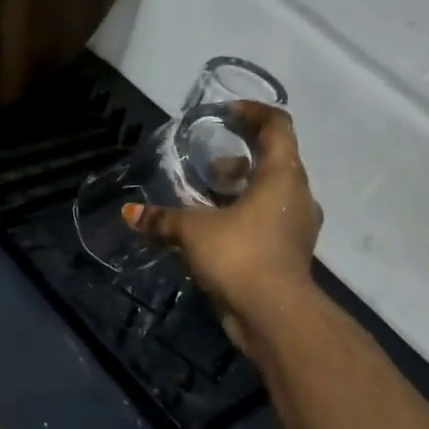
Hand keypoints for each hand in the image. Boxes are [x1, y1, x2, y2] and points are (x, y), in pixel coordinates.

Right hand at [125, 103, 323, 346]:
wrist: (275, 315)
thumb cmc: (240, 255)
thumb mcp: (193, 231)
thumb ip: (162, 219)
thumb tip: (130, 213)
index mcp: (283, 175)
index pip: (278, 125)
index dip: (253, 112)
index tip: (226, 116)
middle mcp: (298, 195)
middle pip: (274, 160)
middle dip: (240, 159)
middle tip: (209, 165)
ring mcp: (298, 226)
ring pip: (272, 194)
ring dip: (242, 191)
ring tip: (207, 199)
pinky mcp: (290, 253)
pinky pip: (268, 222)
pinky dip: (246, 218)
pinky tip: (216, 232)